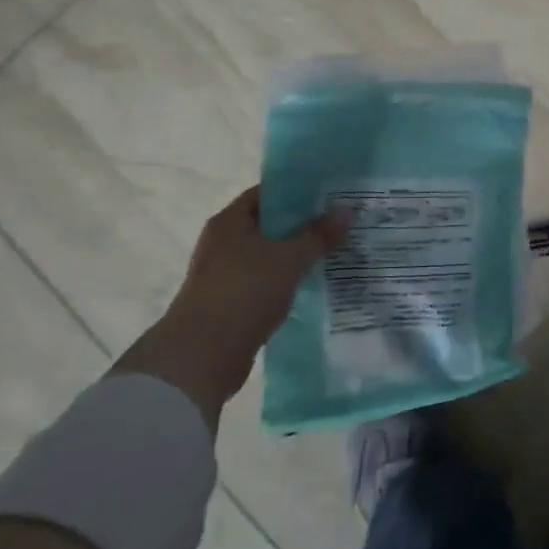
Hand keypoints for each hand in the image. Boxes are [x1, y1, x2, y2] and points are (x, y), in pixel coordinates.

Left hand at [116, 187, 346, 429]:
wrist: (202, 356)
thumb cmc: (243, 293)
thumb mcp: (289, 259)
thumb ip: (319, 235)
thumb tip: (347, 210)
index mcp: (230, 221)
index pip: (268, 193)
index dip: (299, 192)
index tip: (330, 195)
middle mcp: (223, 242)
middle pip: (269, 224)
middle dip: (303, 225)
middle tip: (339, 224)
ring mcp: (224, 274)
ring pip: (269, 255)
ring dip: (296, 256)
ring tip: (334, 253)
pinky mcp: (230, 302)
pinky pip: (264, 282)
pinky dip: (286, 281)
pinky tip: (313, 285)